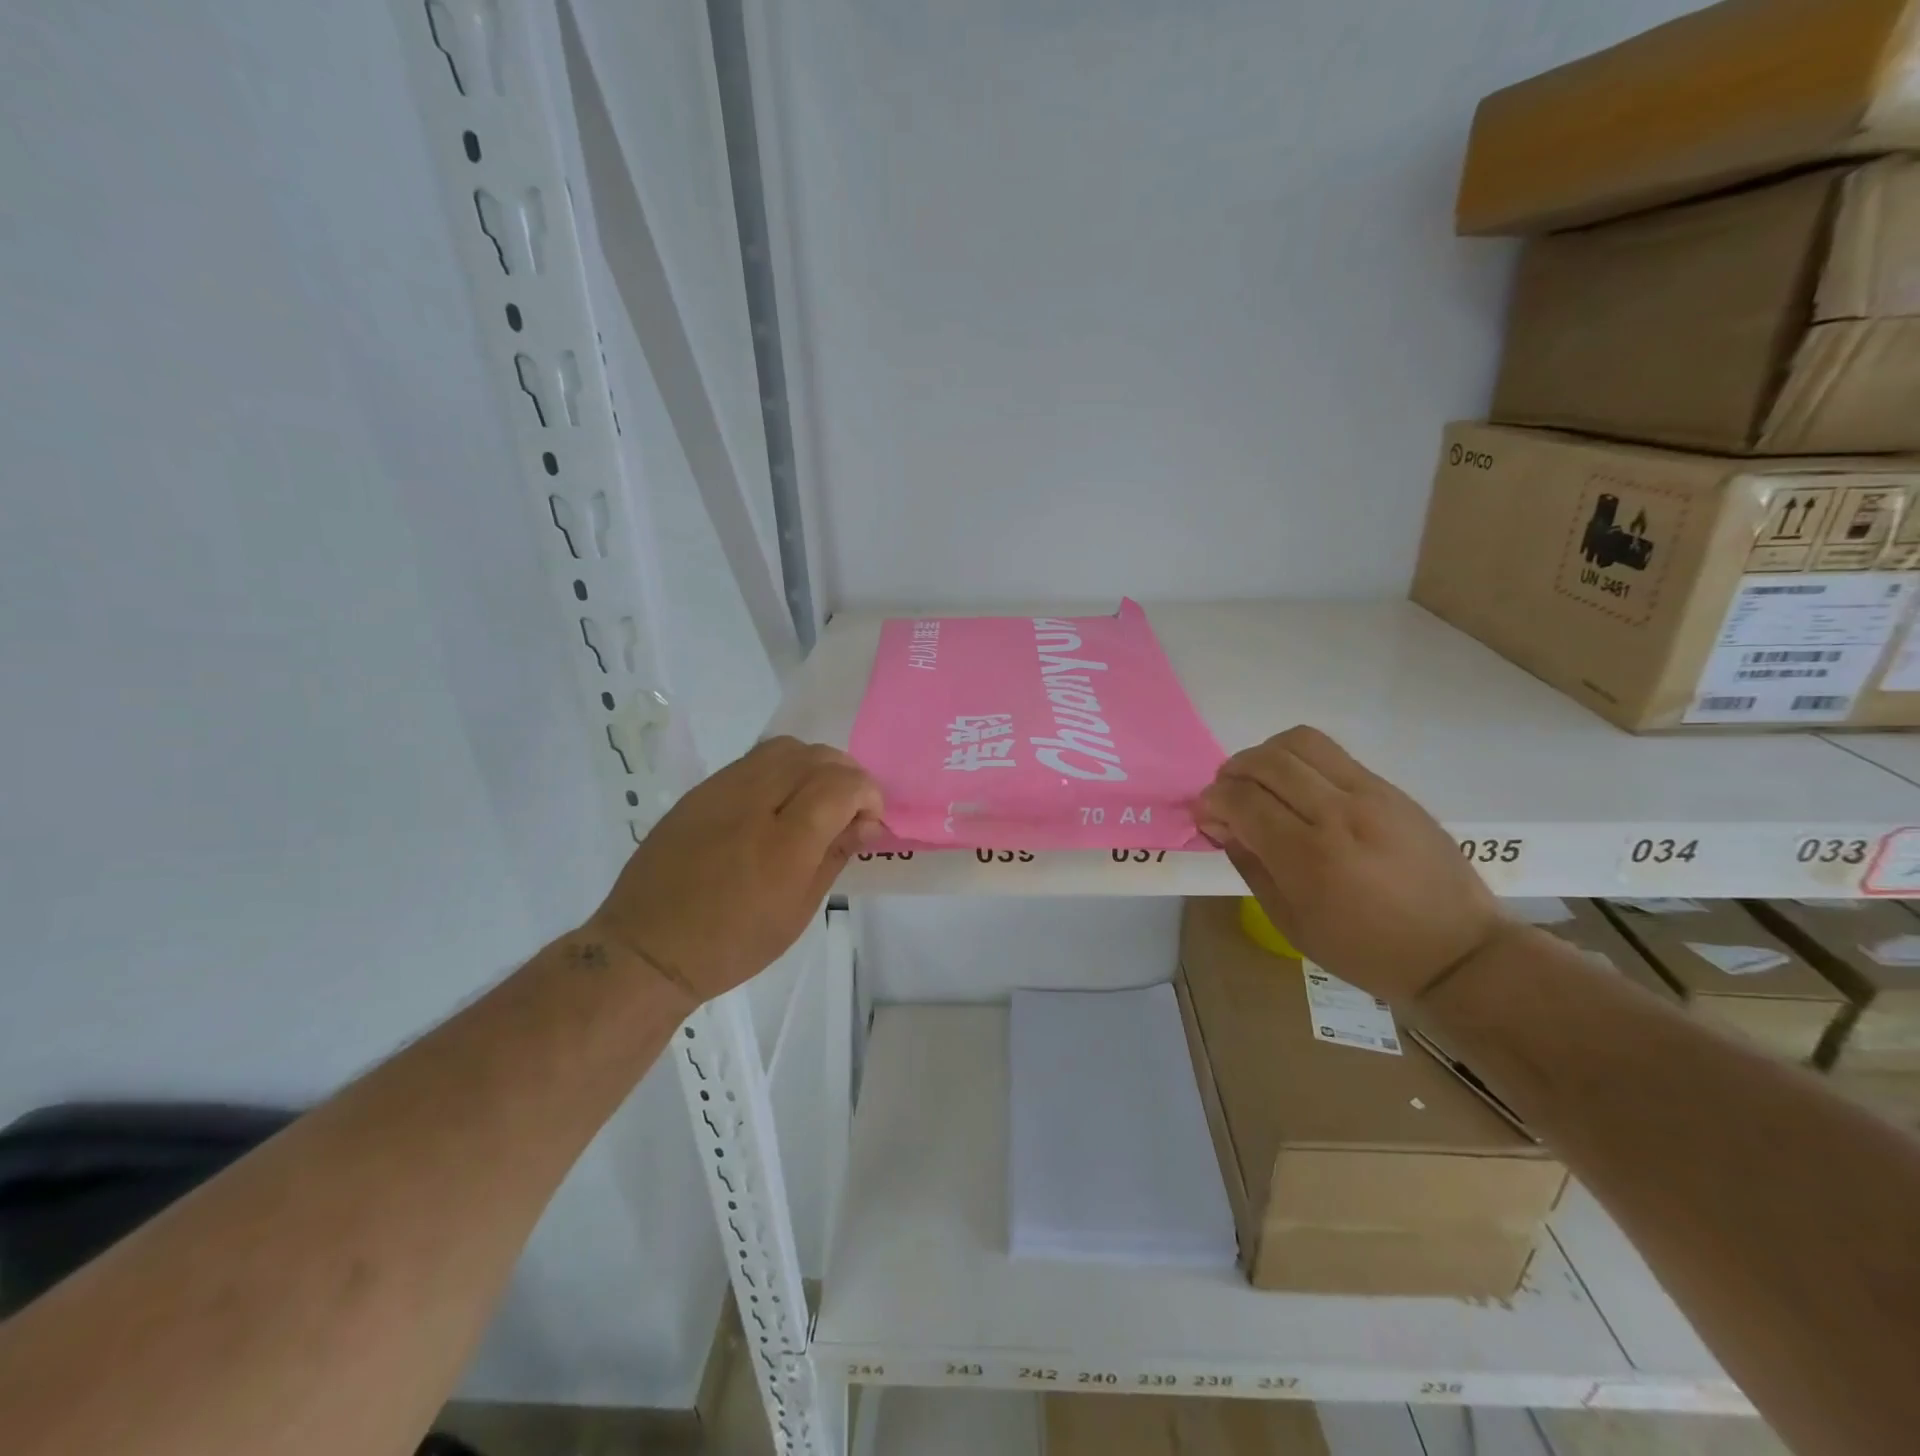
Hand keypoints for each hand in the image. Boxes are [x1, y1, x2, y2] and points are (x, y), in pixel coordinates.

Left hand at [586, 737, 881, 1007]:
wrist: (649, 947)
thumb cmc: (732, 944)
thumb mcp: (798, 911)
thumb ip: (835, 855)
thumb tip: (867, 822)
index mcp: (784, 845)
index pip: (841, 785)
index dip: (867, 793)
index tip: (868, 819)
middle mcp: (754, 804)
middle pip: (816, 757)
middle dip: (846, 774)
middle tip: (849, 807)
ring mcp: (722, 791)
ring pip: (785, 747)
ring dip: (814, 764)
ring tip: (815, 797)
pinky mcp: (701, 790)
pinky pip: (753, 759)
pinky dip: (782, 767)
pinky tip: (779, 799)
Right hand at [1195, 726, 1507, 1003]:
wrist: (1457, 951)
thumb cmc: (1365, 950)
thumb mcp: (1291, 922)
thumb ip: (1251, 865)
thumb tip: (1223, 825)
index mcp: (1309, 856)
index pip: (1242, 799)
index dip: (1212, 801)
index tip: (1206, 815)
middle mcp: (1338, 813)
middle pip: (1265, 761)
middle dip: (1231, 772)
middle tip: (1227, 796)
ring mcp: (1370, 794)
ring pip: (1299, 742)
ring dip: (1265, 755)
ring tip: (1260, 782)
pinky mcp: (1390, 788)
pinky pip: (1331, 754)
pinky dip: (1299, 760)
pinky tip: (1297, 788)